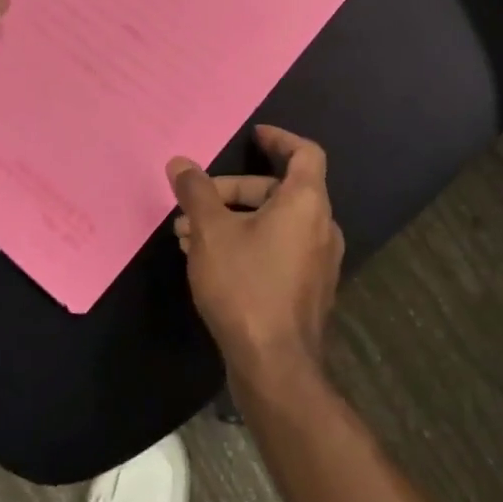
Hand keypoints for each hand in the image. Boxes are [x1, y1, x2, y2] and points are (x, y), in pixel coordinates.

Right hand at [169, 125, 343, 382]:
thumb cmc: (245, 286)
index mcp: (307, 202)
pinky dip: (248, 242)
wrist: (275, 366)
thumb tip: (180, 163)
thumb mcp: (211, 233)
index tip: (254, 135)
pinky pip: (278, 248)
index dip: (279, 139)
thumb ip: (196, 193)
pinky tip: (209, 261)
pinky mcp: (308, 288)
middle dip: (234, 191)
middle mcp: (322, 225)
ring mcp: (318, 260)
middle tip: (195, 203)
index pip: (305, 152)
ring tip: (188, 235)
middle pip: (280, 190)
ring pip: (274, 223)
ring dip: (234, 220)